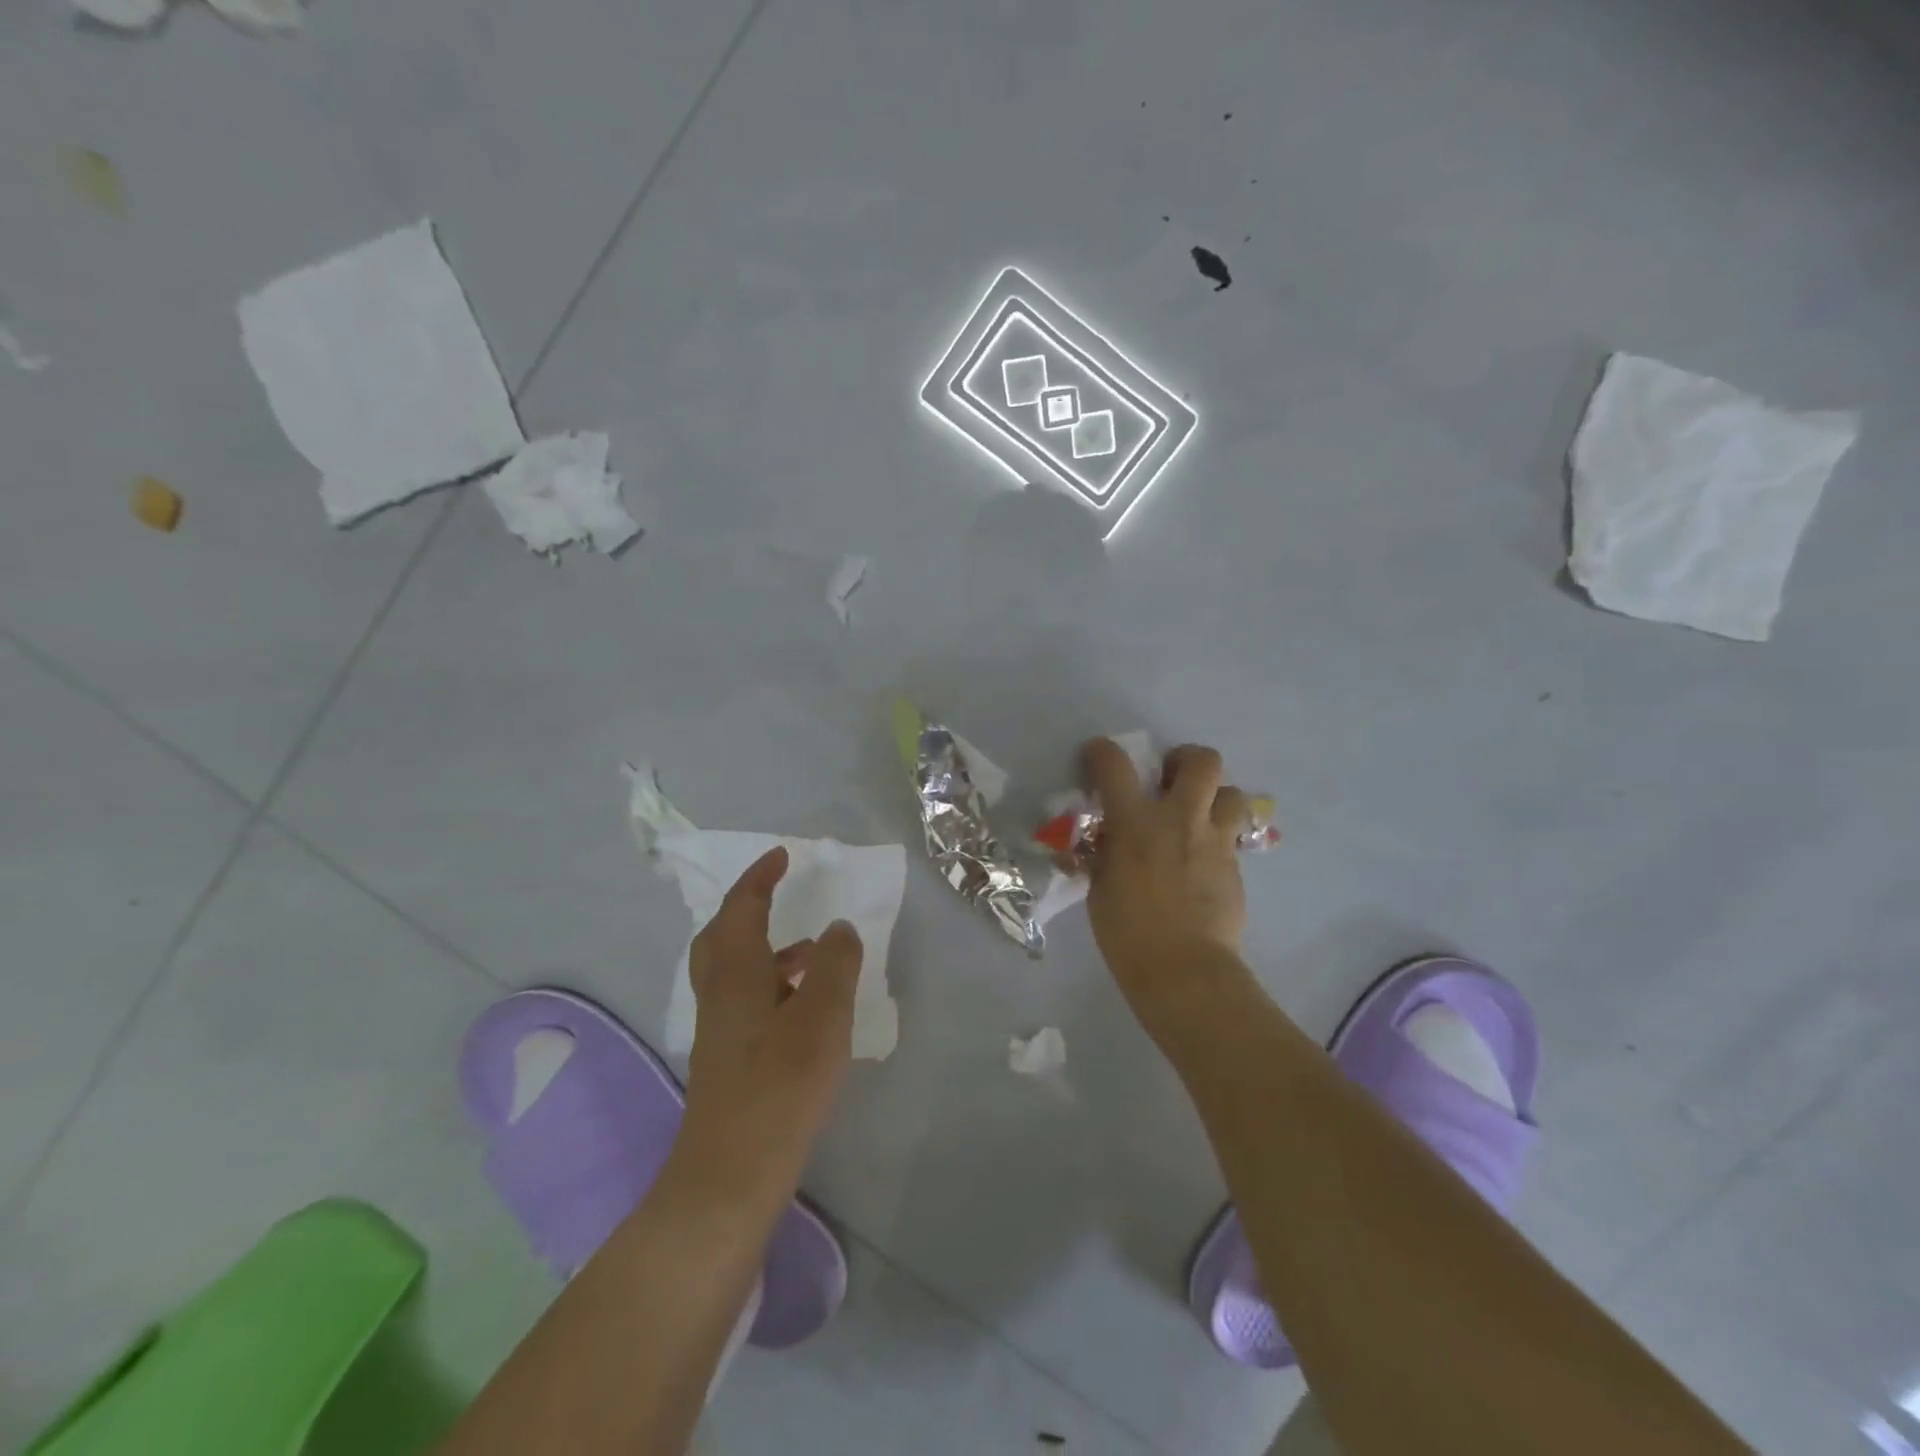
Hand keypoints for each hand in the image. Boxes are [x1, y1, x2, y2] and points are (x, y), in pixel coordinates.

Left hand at [677, 847, 863, 1207]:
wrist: (731, 1175)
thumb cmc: (780, 1086)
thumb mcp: (822, 1017)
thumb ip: (834, 964)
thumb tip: (837, 927)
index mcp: (736, 973)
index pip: (741, 908)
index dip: (760, 878)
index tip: (781, 855)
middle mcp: (719, 993)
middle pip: (722, 935)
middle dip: (748, 907)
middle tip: (778, 891)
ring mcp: (720, 1029)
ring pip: (734, 968)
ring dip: (766, 946)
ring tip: (811, 948)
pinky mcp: (729, 1058)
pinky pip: (746, 997)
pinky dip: (771, 981)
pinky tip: (804, 1004)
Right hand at [1081, 739, 1251, 1020]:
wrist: (1183, 970)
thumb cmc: (1127, 932)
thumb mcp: (1100, 886)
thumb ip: (1104, 854)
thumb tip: (1105, 840)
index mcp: (1136, 822)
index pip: (1115, 765)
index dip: (1102, 751)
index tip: (1097, 755)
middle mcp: (1180, 819)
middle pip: (1201, 761)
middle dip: (1185, 759)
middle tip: (1168, 779)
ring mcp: (1214, 841)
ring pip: (1231, 793)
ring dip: (1213, 797)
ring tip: (1195, 816)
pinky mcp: (1235, 866)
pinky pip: (1230, 836)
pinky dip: (1215, 838)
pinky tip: (1200, 861)